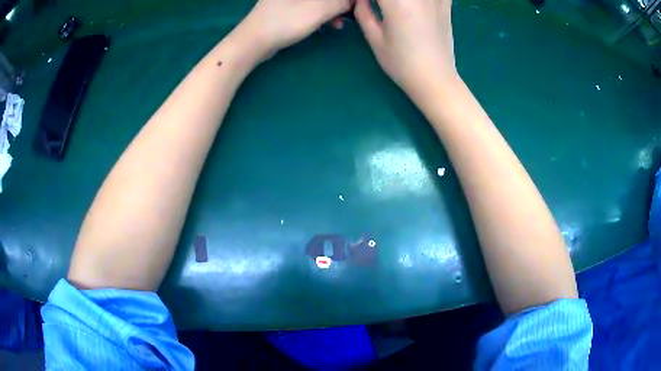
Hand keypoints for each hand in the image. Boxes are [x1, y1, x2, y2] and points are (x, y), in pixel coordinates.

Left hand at [235, 0, 352, 59]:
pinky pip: (310, 5)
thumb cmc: (285, 21)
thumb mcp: (318, 10)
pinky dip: (321, 13)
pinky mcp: (286, 6)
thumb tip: (353, 1)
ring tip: (339, 23)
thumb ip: (340, 2)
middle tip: (349, 13)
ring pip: (318, 1)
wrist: (252, 41)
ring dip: (332, 9)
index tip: (355, 5)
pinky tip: (328, 24)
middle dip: (339, 3)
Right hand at [354, 0, 457, 98]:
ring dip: (403, 1)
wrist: (435, 80)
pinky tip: (421, 4)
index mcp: (396, 2)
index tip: (366, 5)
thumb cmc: (402, 63)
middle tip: (383, 9)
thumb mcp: (375, 38)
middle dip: (386, 1)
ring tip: (400, 8)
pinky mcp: (446, 5)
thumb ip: (363, 12)